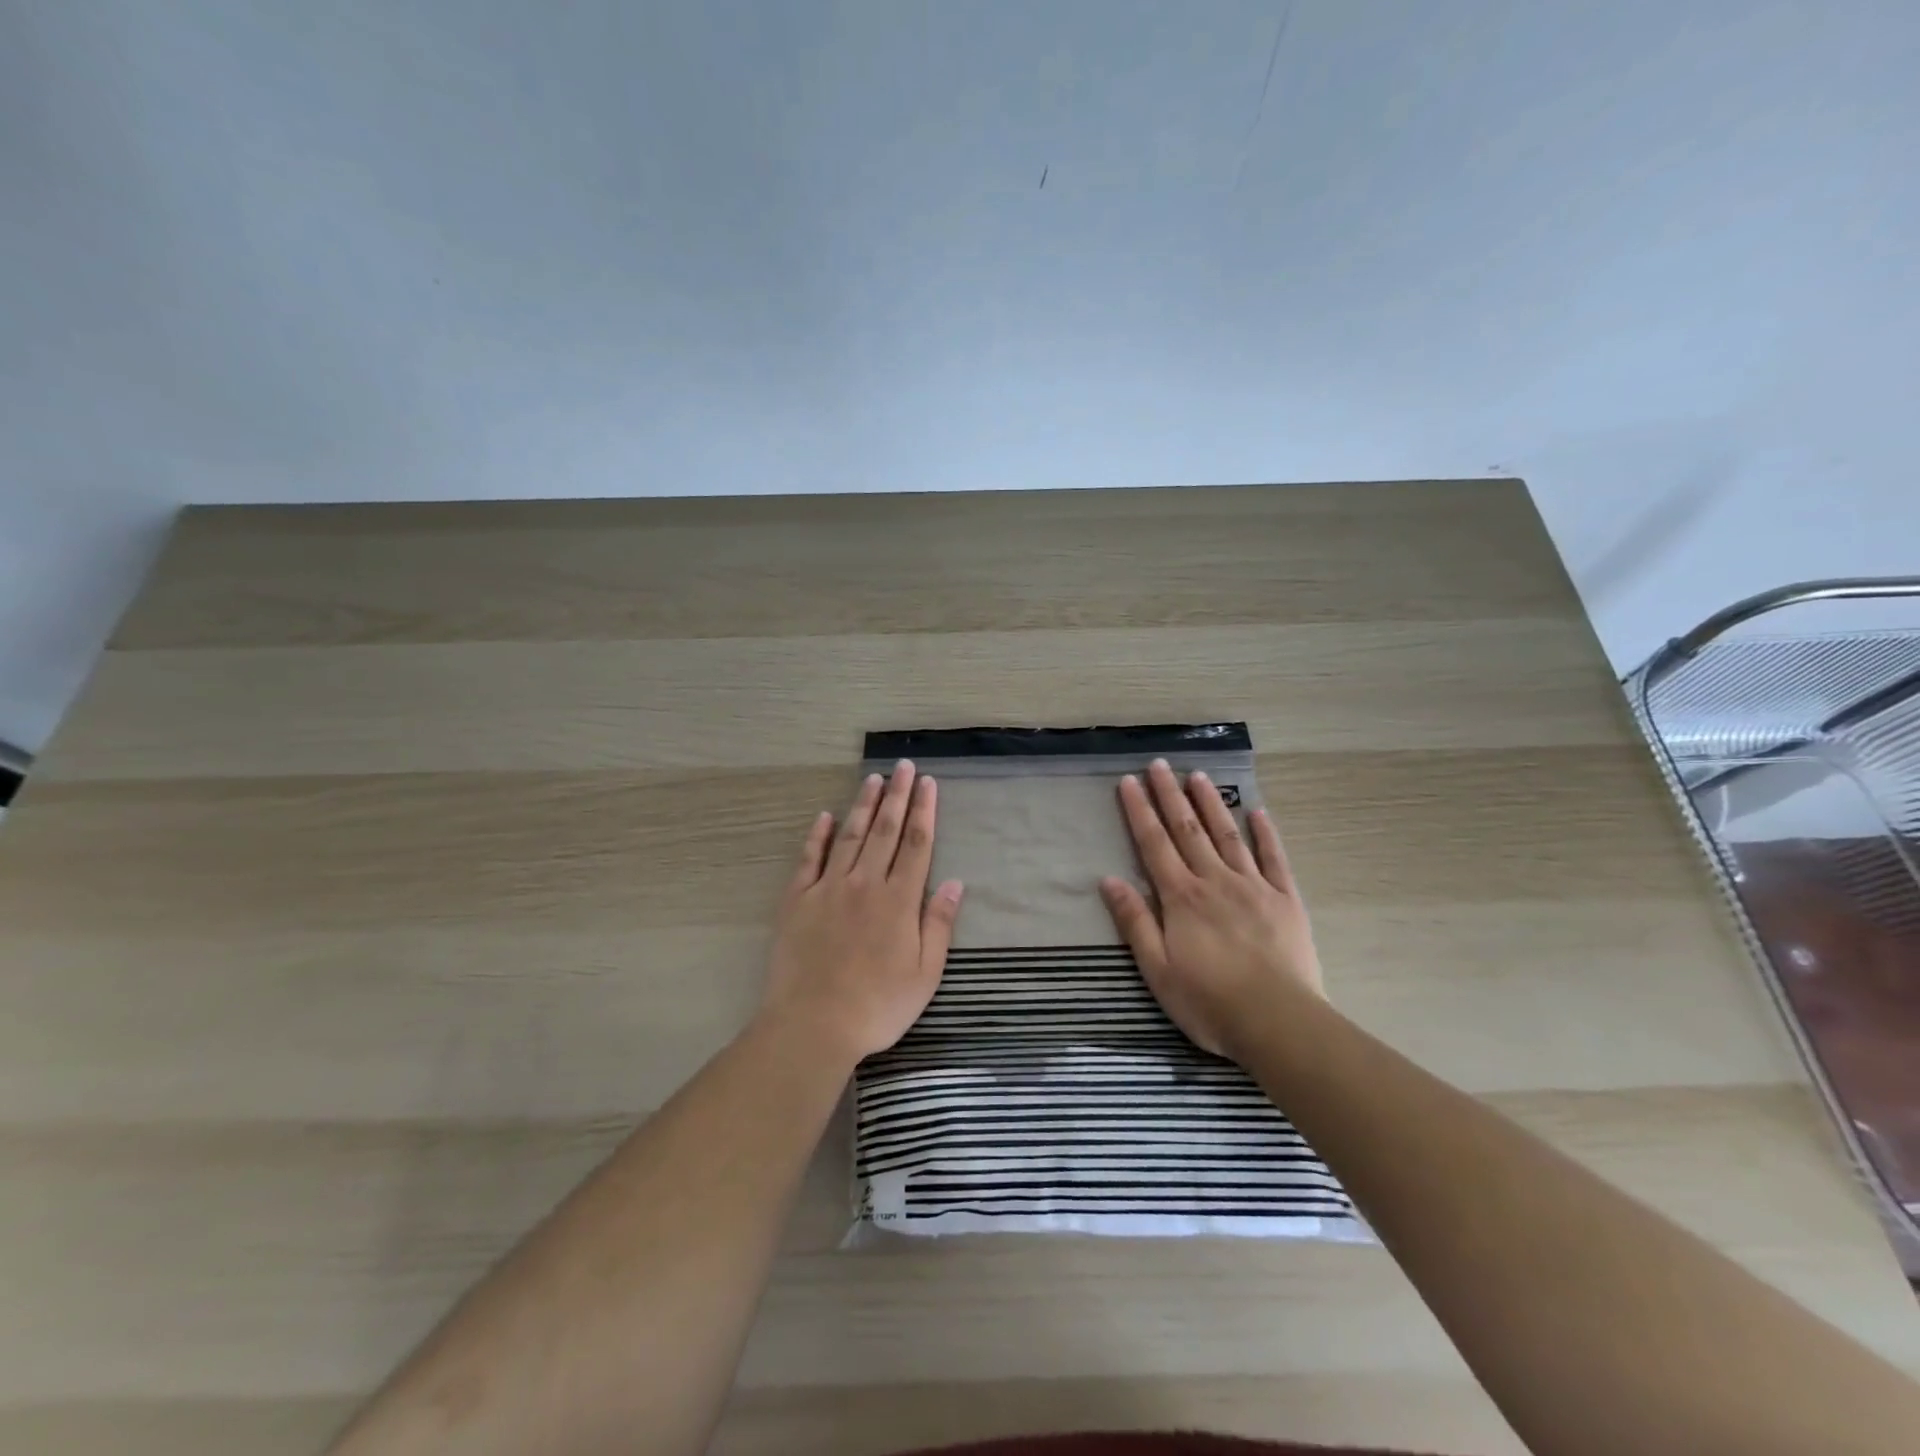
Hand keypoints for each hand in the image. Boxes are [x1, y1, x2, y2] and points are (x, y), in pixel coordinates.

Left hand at [758, 760, 963, 1066]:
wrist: (813, 1024)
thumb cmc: (878, 1005)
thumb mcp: (925, 974)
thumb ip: (938, 924)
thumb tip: (956, 883)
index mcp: (898, 900)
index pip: (916, 844)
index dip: (924, 811)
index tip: (928, 783)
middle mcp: (865, 884)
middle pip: (885, 831)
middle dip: (897, 796)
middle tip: (903, 767)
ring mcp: (828, 889)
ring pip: (850, 836)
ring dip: (863, 806)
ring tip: (873, 780)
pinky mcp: (798, 900)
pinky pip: (809, 859)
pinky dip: (817, 835)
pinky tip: (824, 816)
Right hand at [1100, 758, 1323, 1060]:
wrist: (1279, 1022)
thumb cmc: (1209, 1002)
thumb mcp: (1158, 970)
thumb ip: (1135, 922)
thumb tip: (1109, 880)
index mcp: (1181, 898)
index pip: (1154, 844)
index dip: (1140, 811)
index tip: (1130, 781)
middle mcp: (1214, 881)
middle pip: (1188, 830)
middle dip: (1171, 795)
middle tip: (1160, 764)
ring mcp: (1253, 886)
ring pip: (1227, 835)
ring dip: (1210, 804)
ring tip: (1198, 776)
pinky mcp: (1286, 900)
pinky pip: (1274, 858)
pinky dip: (1265, 833)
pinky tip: (1257, 811)